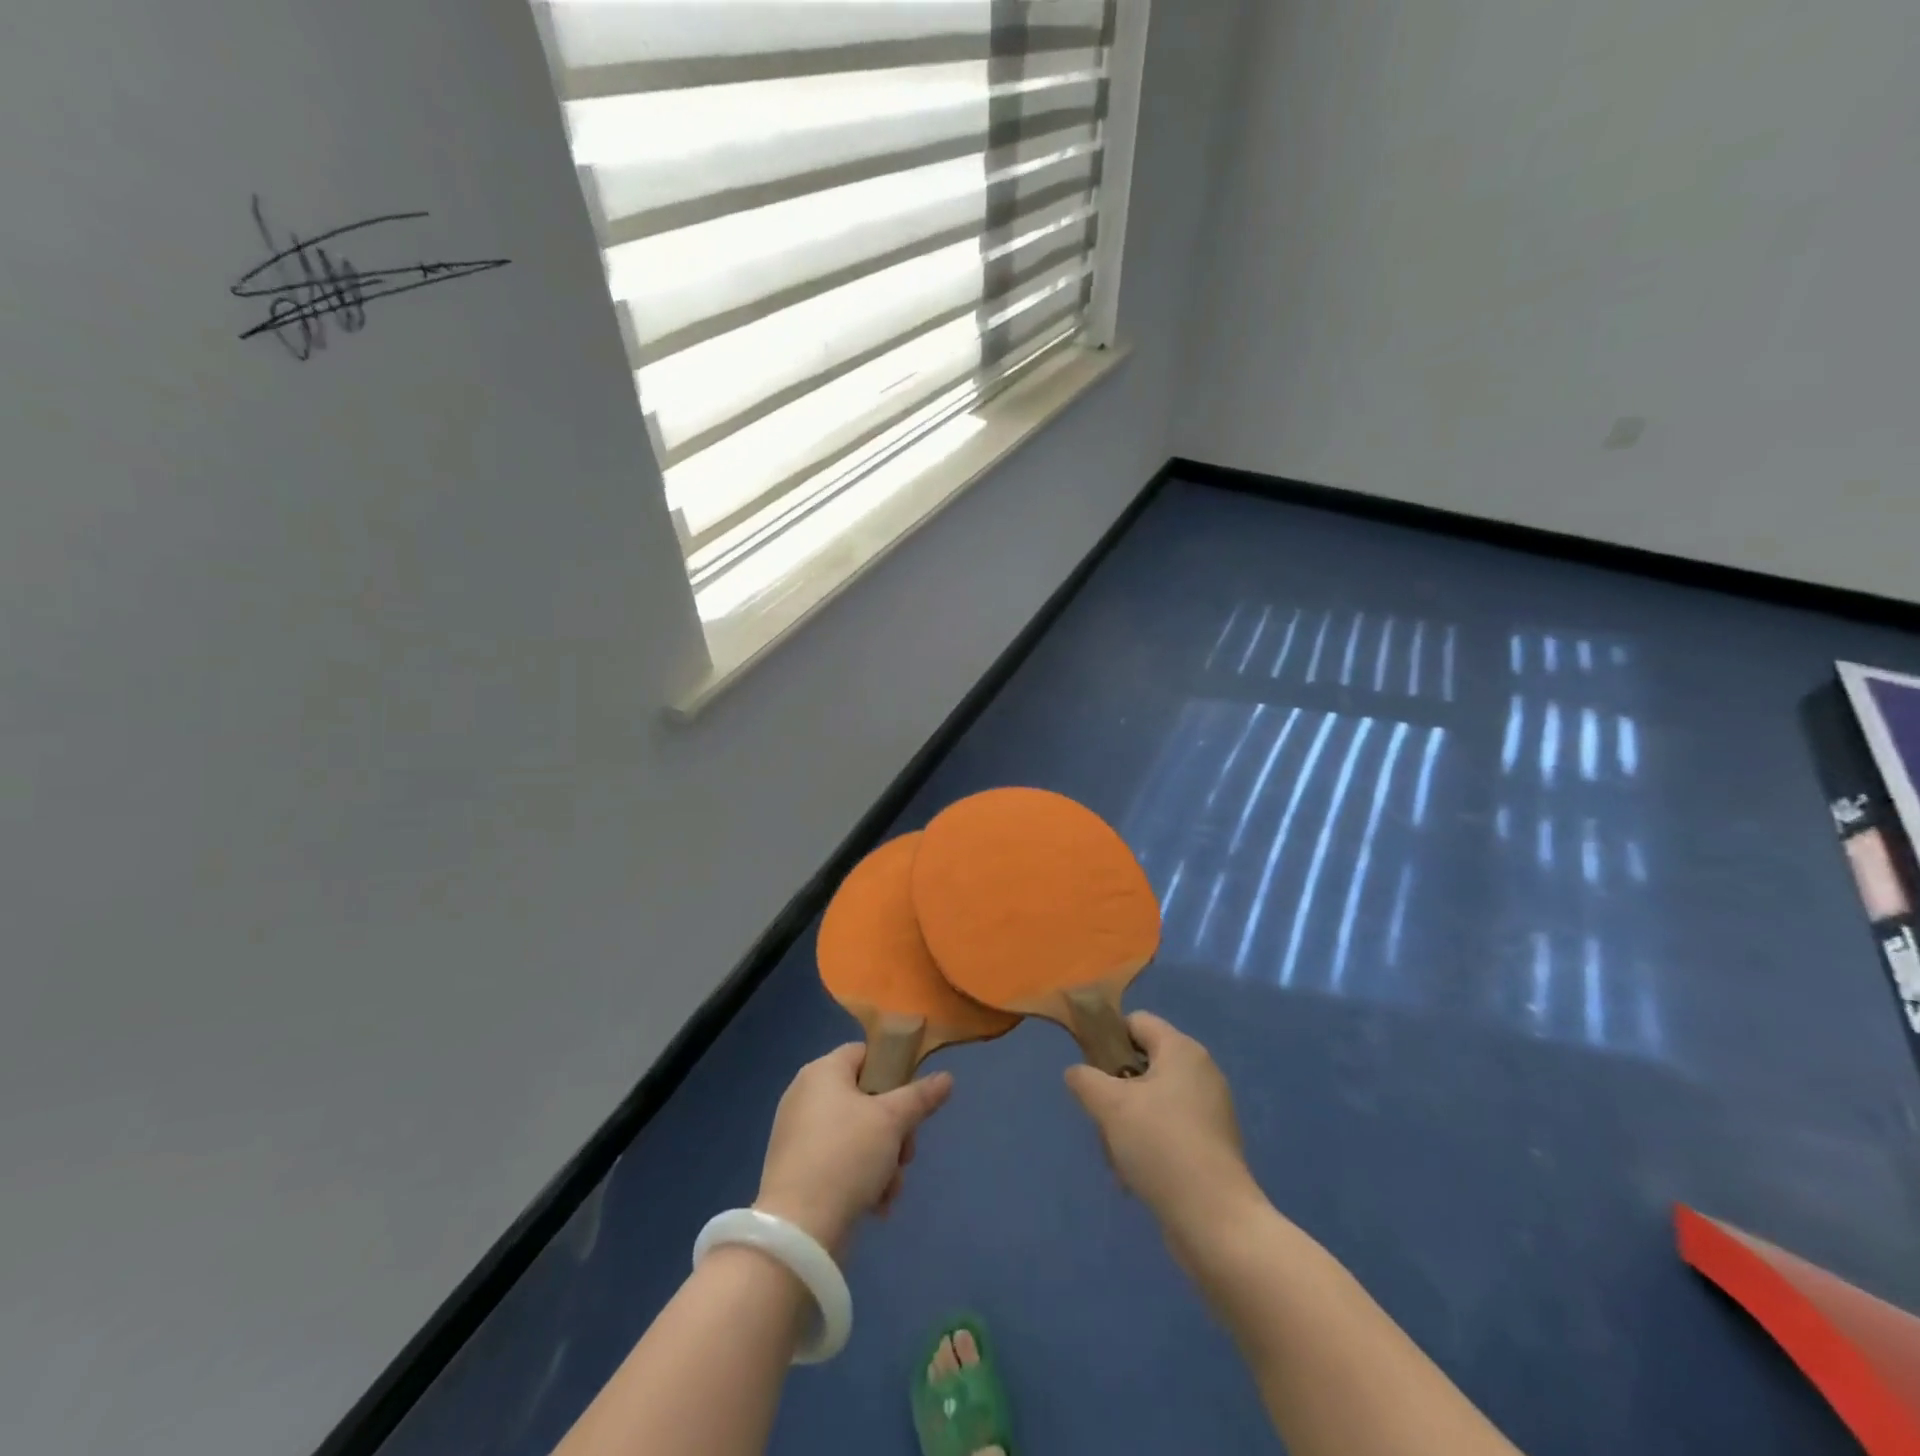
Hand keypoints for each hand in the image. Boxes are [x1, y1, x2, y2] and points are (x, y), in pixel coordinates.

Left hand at [754, 1045, 952, 1254]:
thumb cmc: (846, 1156)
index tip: (910, 1102)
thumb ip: (920, 1096)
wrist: (798, 1230)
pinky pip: (837, 1161)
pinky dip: (859, 1178)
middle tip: (905, 1154)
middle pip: (865, 1099)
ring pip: (856, 1135)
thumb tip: (947, 1077)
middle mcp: (805, 1095)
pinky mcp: (796, 1169)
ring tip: (889, 1188)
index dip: (892, 1072)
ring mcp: (797, 1134)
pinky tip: (874, 1205)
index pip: (865, 1054)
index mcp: (822, 1072)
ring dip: (882, 1161)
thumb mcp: (892, 1121)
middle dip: (894, 1130)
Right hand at [1064, 1013, 1257, 1232]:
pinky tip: (1136, 1176)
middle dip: (1115, 1090)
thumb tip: (1077, 1072)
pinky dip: (1149, 1144)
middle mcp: (1200, 1071)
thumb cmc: (1161, 1146)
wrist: (1215, 1221)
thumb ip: (1085, 1079)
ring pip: (1152, 1100)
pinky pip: (1169, 1128)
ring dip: (1128, 1122)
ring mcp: (1210, 1109)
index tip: (1090, 1071)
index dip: (1108, 1038)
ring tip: (1117, 1156)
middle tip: (1102, 1119)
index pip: (1136, 1022)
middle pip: (1142, 1063)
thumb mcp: (1110, 1106)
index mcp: (1181, 1050)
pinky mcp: (1213, 1143)